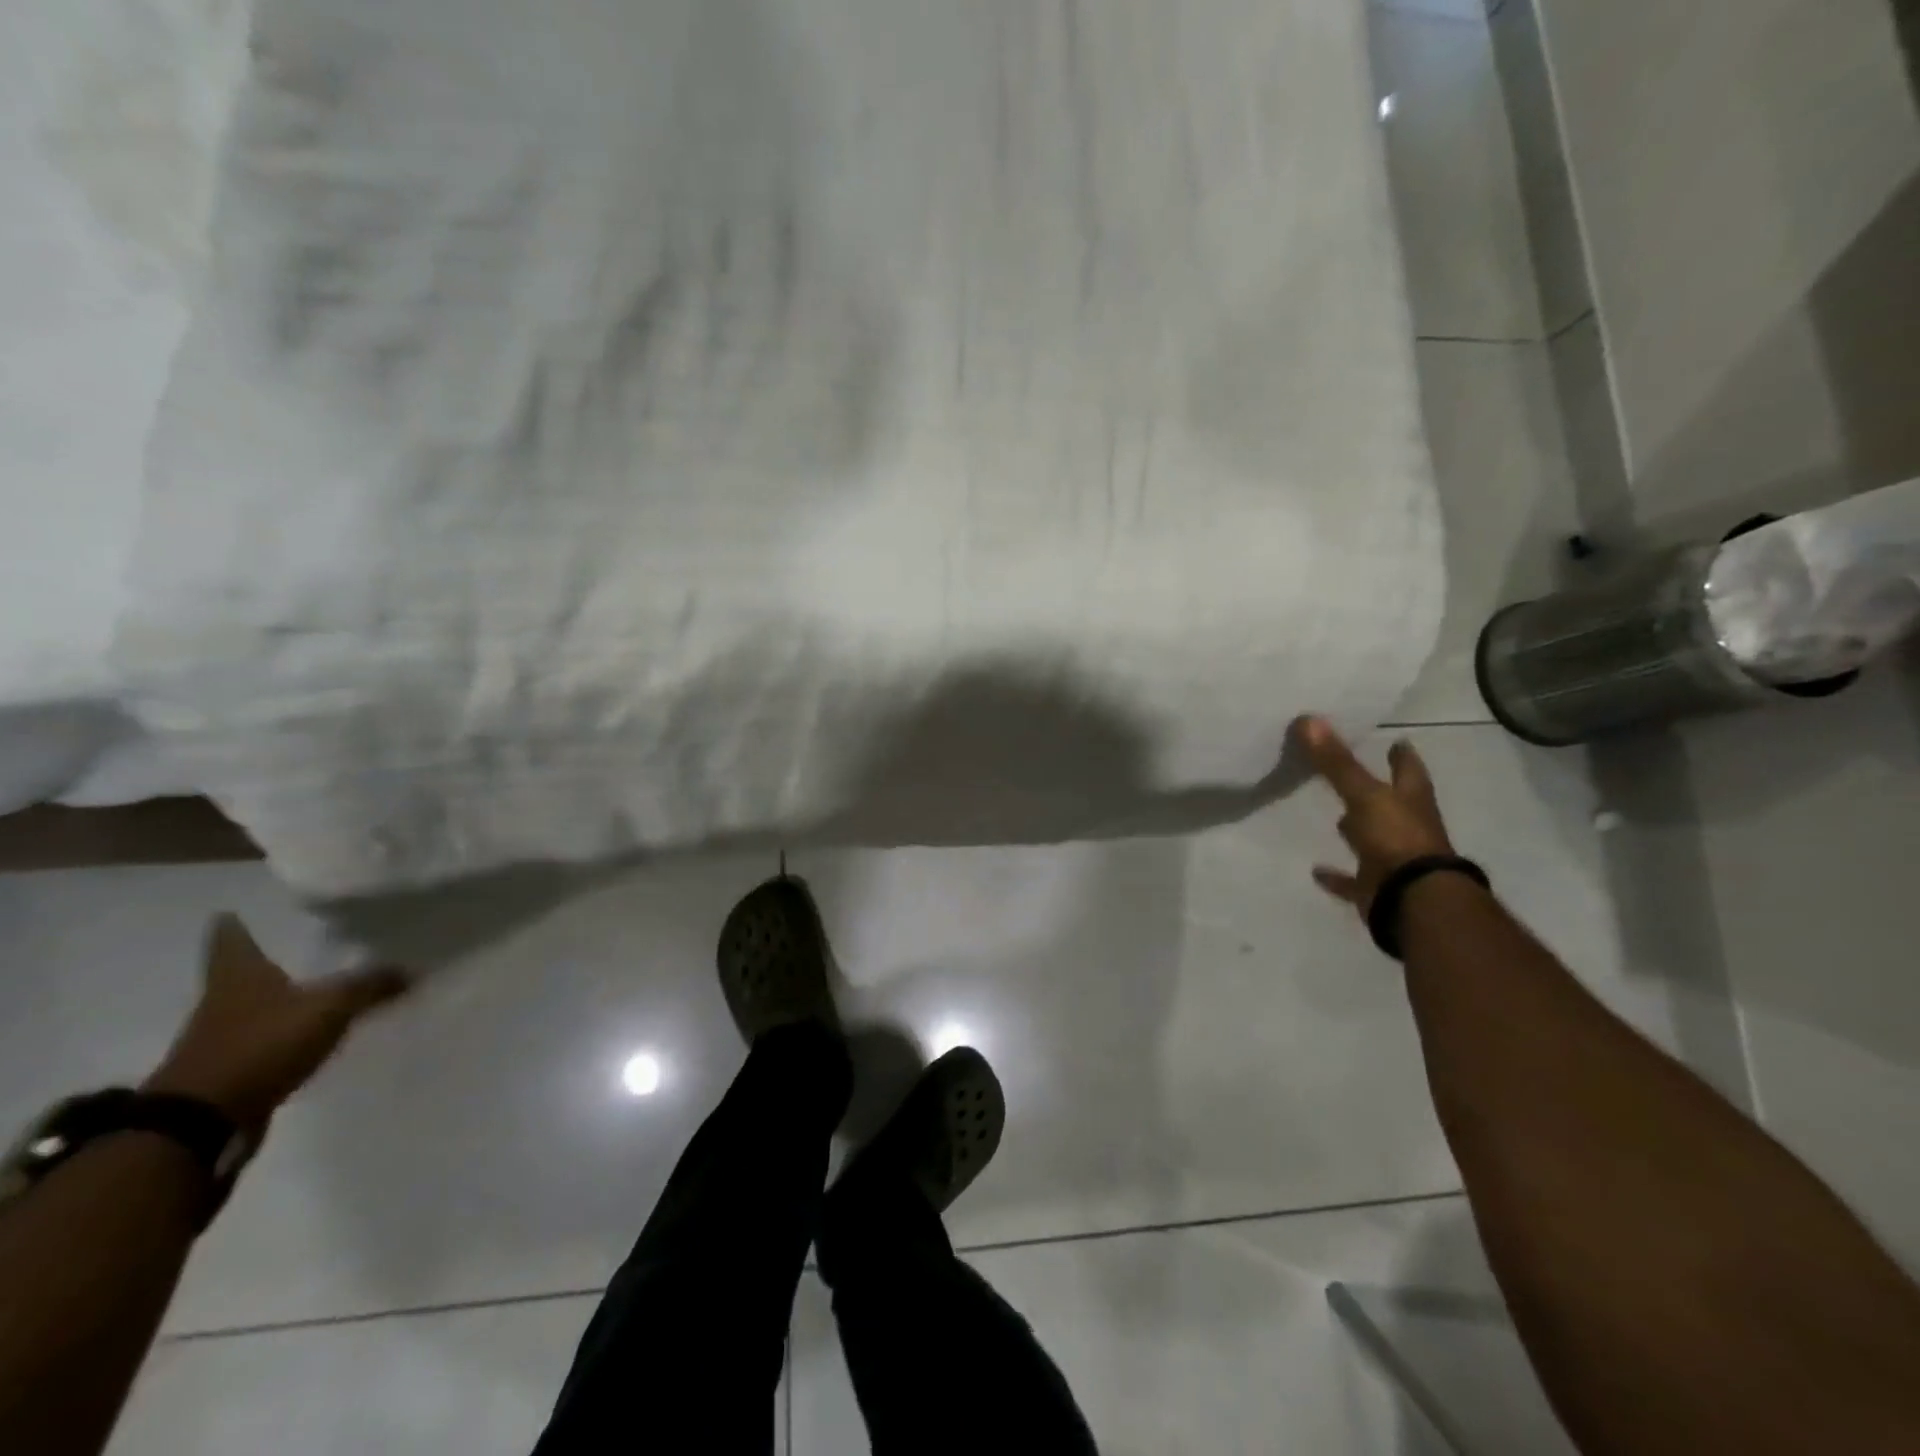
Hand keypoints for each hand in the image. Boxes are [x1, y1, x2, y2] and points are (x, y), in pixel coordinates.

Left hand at [143, 915, 410, 1136]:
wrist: (203, 1120)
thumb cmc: (262, 1044)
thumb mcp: (330, 1007)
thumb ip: (372, 985)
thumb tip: (415, 969)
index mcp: (237, 974)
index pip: (230, 938)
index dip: (234, 925)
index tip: (233, 911)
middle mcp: (222, 1000)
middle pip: (240, 972)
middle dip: (262, 961)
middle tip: (293, 944)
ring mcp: (221, 1038)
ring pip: (252, 1006)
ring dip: (276, 999)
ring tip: (311, 988)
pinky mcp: (230, 1069)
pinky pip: (263, 1040)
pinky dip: (282, 1034)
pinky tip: (307, 1033)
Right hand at [1296, 716, 1454, 915]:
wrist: (1412, 899)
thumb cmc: (1396, 838)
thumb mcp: (1364, 794)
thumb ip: (1336, 762)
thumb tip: (1309, 719)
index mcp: (1411, 801)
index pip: (1409, 770)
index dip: (1403, 755)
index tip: (1398, 741)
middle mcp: (1407, 827)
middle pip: (1393, 804)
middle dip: (1380, 791)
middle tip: (1359, 776)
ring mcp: (1393, 859)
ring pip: (1374, 839)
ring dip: (1358, 830)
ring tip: (1337, 818)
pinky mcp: (1376, 887)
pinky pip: (1352, 879)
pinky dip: (1336, 876)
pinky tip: (1316, 870)